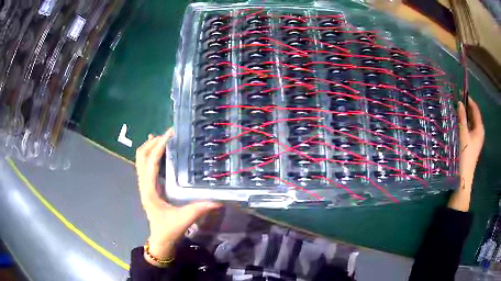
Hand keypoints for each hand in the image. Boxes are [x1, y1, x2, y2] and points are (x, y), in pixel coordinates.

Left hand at [135, 128, 220, 266]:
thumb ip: (200, 209)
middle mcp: (144, 184)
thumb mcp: (184, 219)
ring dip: (150, 146)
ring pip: (140, 159)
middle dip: (152, 143)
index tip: (169, 134)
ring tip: (164, 138)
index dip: (158, 147)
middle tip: (168, 135)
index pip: (150, 163)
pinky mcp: (148, 186)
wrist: (160, 239)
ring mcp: (144, 184)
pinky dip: (150, 154)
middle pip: (141, 156)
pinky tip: (159, 150)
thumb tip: (219, 199)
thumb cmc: (169, 229)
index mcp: (149, 190)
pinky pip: (145, 165)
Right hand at [448, 96, 483, 210]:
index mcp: (479, 128)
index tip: (460, 92)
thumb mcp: (463, 135)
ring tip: (455, 110)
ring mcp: (475, 139)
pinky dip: (463, 124)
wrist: (463, 177)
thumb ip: (462, 118)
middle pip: (473, 115)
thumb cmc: (465, 155)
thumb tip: (460, 102)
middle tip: (456, 100)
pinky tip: (457, 122)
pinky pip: (468, 129)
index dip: (469, 100)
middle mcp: (479, 132)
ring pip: (470, 122)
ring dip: (464, 116)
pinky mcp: (471, 144)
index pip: (475, 109)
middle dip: (466, 107)